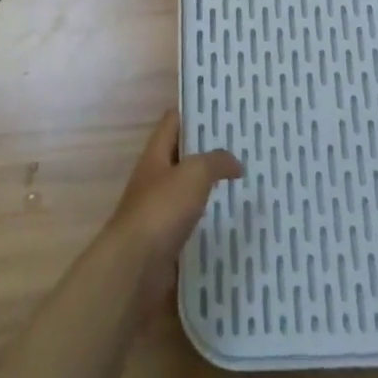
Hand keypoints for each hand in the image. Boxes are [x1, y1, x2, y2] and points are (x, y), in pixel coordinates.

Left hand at [105, 110, 242, 314]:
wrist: (134, 268)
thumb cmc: (161, 209)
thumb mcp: (193, 174)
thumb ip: (216, 161)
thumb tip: (236, 163)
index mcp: (156, 154)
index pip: (173, 120)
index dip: (194, 111)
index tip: (222, 109)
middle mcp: (155, 177)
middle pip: (182, 154)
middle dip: (208, 149)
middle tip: (242, 145)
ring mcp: (158, 210)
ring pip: (187, 188)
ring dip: (209, 185)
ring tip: (242, 180)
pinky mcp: (165, 240)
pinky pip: (190, 221)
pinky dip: (207, 218)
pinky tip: (230, 219)